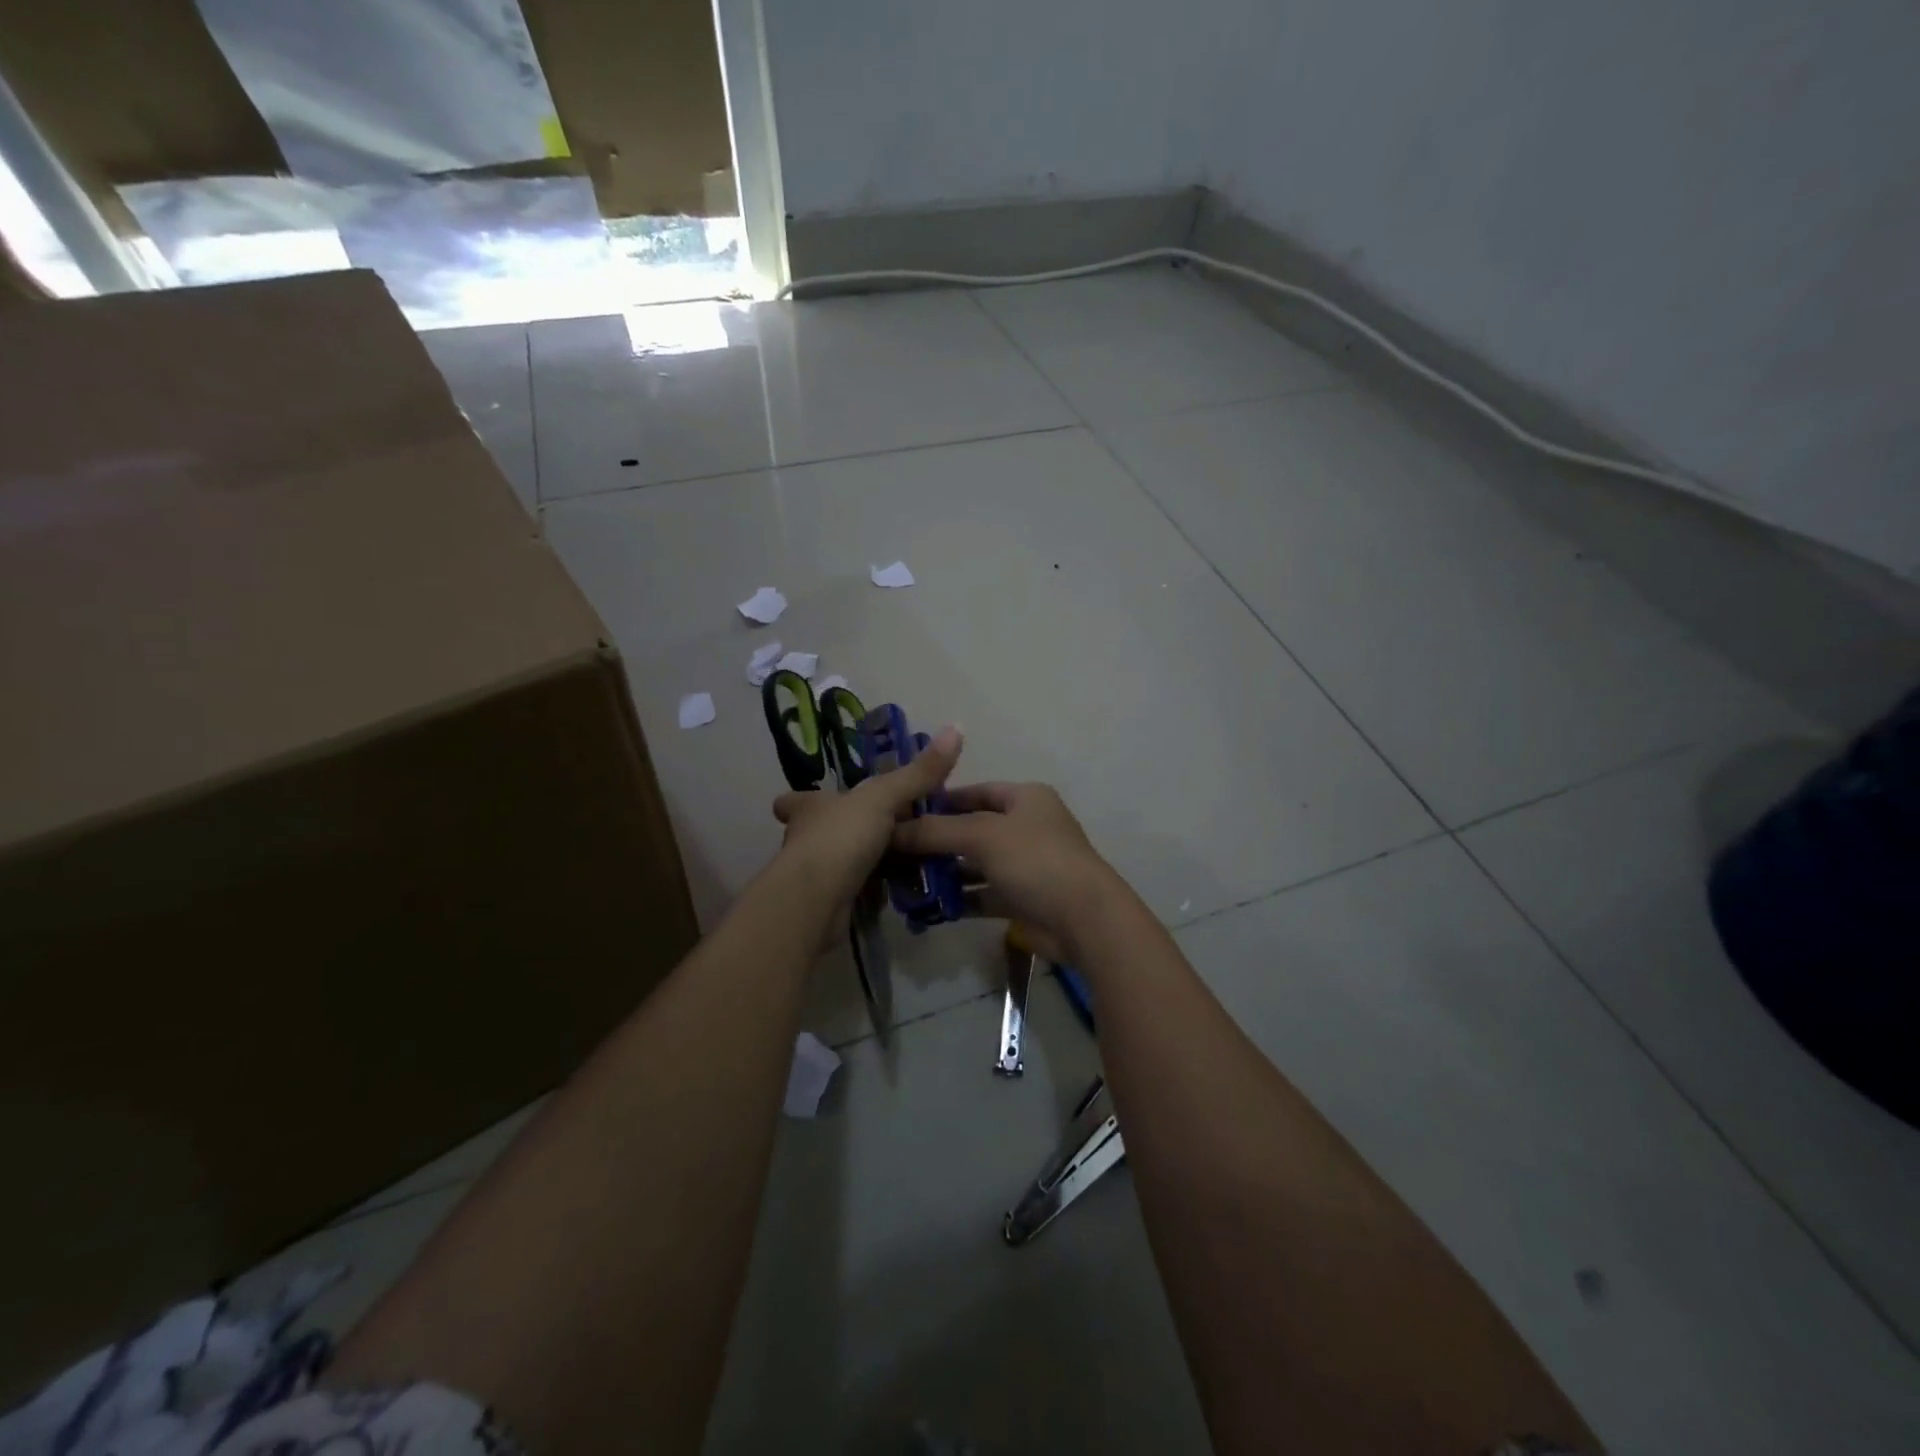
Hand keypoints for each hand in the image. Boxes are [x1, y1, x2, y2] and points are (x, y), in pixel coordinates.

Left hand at [772, 727, 962, 904]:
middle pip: (825, 831)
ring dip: (867, 861)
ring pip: (843, 863)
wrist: (816, 902)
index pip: (796, 800)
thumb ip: (918, 773)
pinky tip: (900, 889)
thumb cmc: (841, 838)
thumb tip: (956, 729)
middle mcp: (806, 839)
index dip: (806, 799)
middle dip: (851, 830)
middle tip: (890, 828)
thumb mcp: (884, 798)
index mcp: (810, 808)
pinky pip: (856, 891)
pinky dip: (875, 890)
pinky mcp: (828, 904)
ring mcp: (815, 874)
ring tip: (907, 858)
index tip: (824, 798)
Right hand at [889, 781, 1123, 956]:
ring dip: (945, 872)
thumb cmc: (1035, 860)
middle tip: (896, 851)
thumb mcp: (982, 836)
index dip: (942, 800)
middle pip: (973, 829)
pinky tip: (929, 905)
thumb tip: (891, 829)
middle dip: (937, 840)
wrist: (1084, 919)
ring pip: (976, 864)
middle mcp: (1027, 827)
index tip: (905, 813)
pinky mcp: (1023, 899)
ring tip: (904, 880)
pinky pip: (984, 894)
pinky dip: (960, 898)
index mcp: (1026, 798)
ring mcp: (1026, 865)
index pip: (977, 791)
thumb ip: (935, 831)